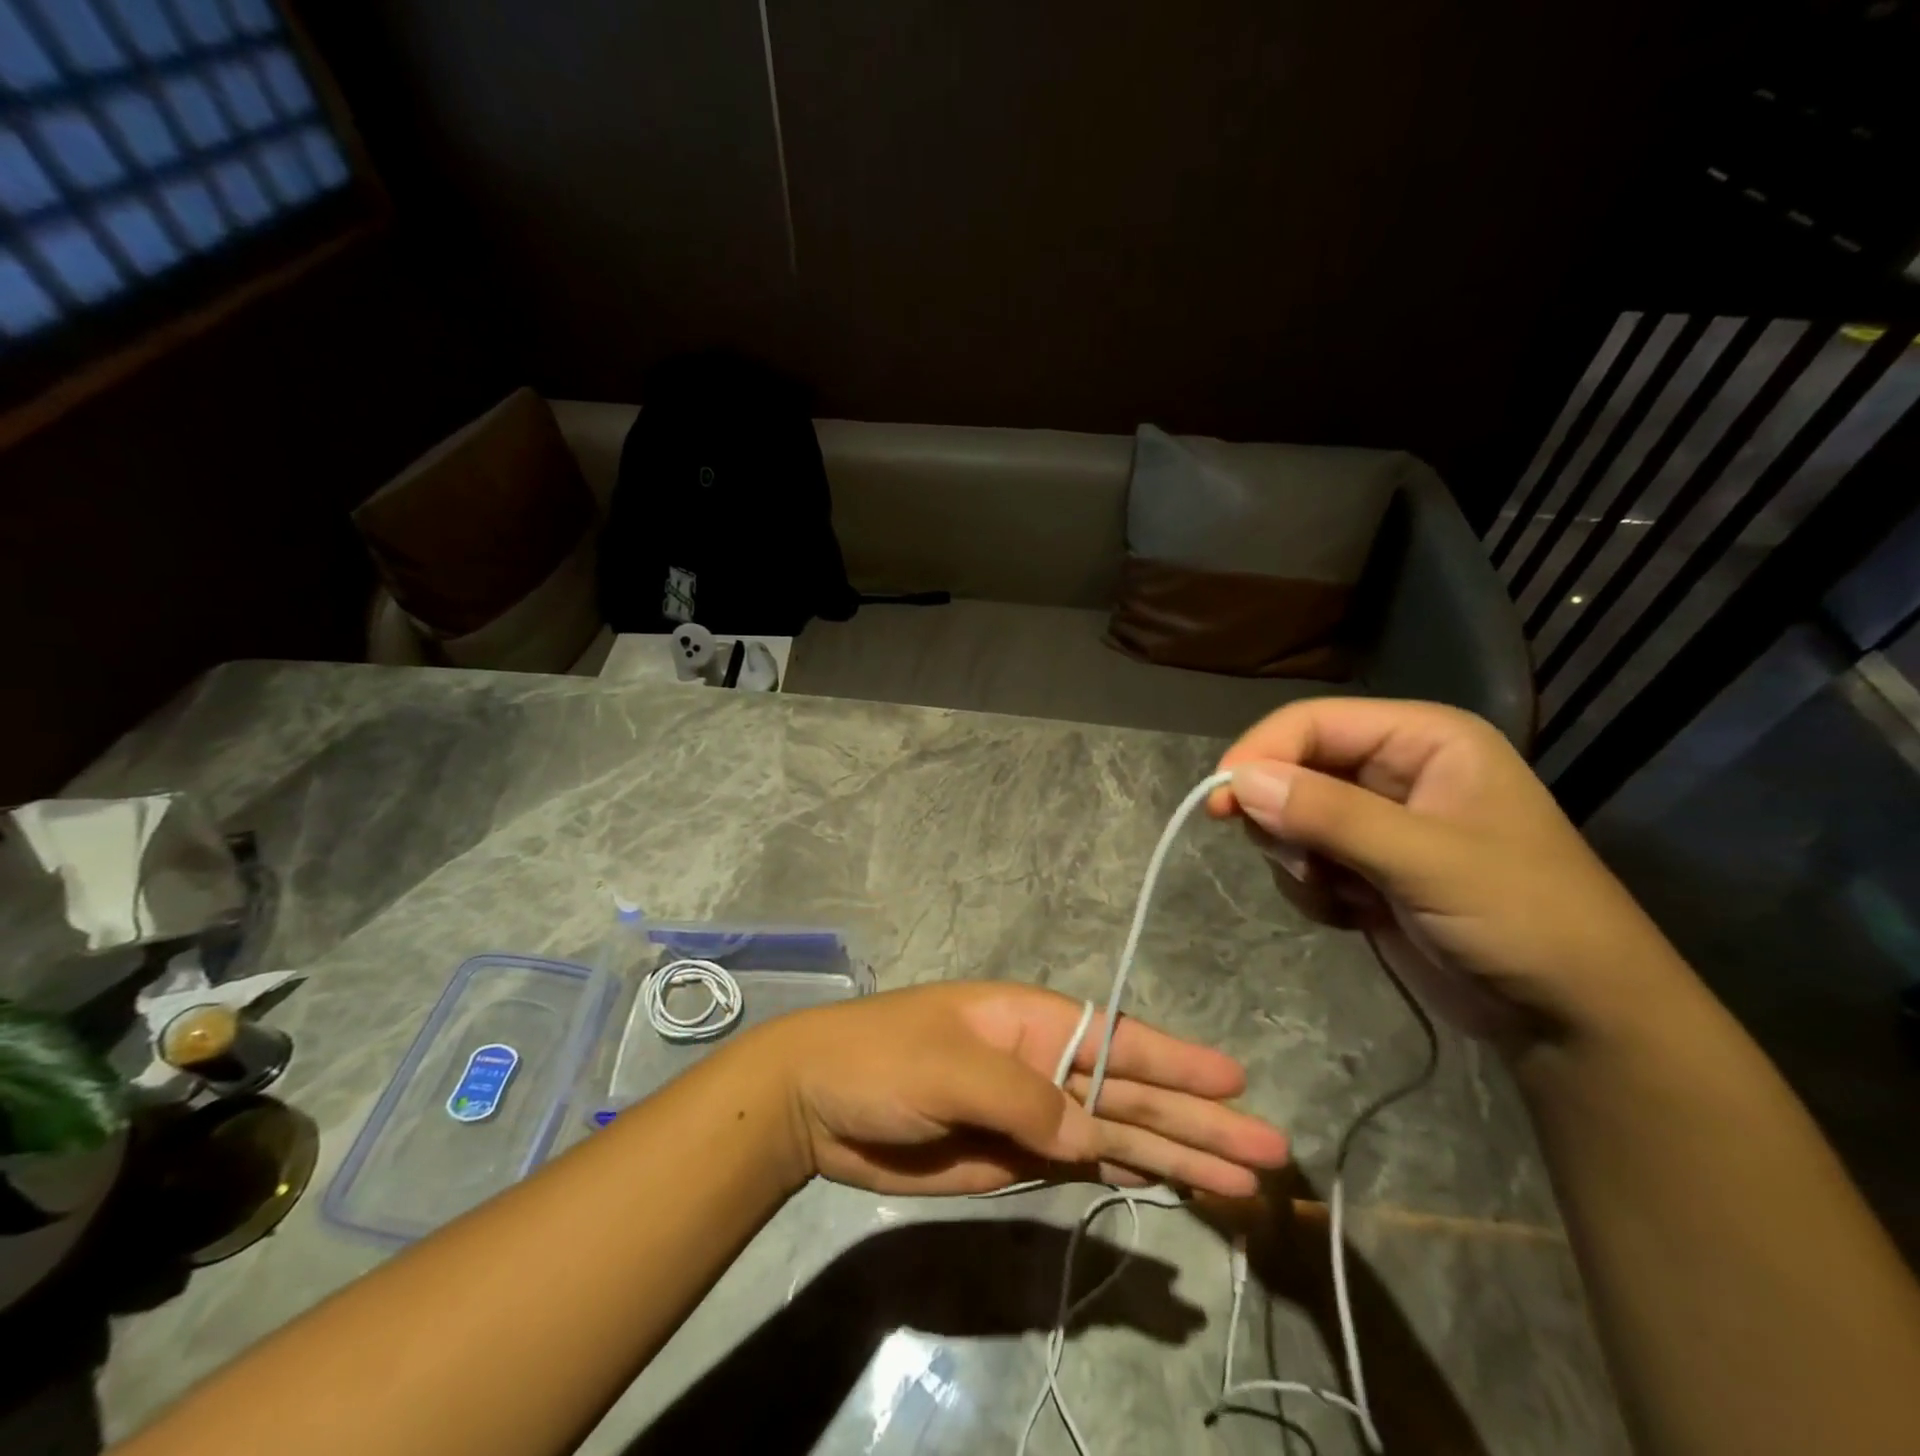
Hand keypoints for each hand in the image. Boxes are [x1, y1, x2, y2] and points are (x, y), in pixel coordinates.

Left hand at [752, 981, 1289, 1197]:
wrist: (817, 1104)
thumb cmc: (881, 1059)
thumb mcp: (951, 1068)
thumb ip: (1026, 1099)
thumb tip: (1091, 1133)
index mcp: (1031, 1021)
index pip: (1119, 1039)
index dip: (1177, 1062)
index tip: (1236, 1082)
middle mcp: (1043, 1062)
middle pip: (1132, 1094)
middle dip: (1197, 1121)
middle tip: (1270, 1151)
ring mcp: (1033, 1112)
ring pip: (1118, 1133)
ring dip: (1175, 1155)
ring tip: (1240, 1181)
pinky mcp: (1015, 1156)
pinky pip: (1084, 1162)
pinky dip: (1126, 1173)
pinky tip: (1167, 1185)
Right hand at [1211, 698, 1690, 1050]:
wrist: (1575, 1020)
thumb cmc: (1525, 919)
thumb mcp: (1428, 861)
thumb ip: (1331, 815)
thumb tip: (1236, 781)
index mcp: (1423, 740)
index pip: (1313, 723)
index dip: (1261, 753)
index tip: (1219, 801)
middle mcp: (1395, 770)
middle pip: (1293, 768)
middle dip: (1282, 817)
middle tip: (1298, 861)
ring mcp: (1377, 821)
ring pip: (1288, 818)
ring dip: (1298, 860)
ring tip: (1343, 896)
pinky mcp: (1365, 867)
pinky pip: (1301, 860)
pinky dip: (1312, 890)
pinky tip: (1354, 915)